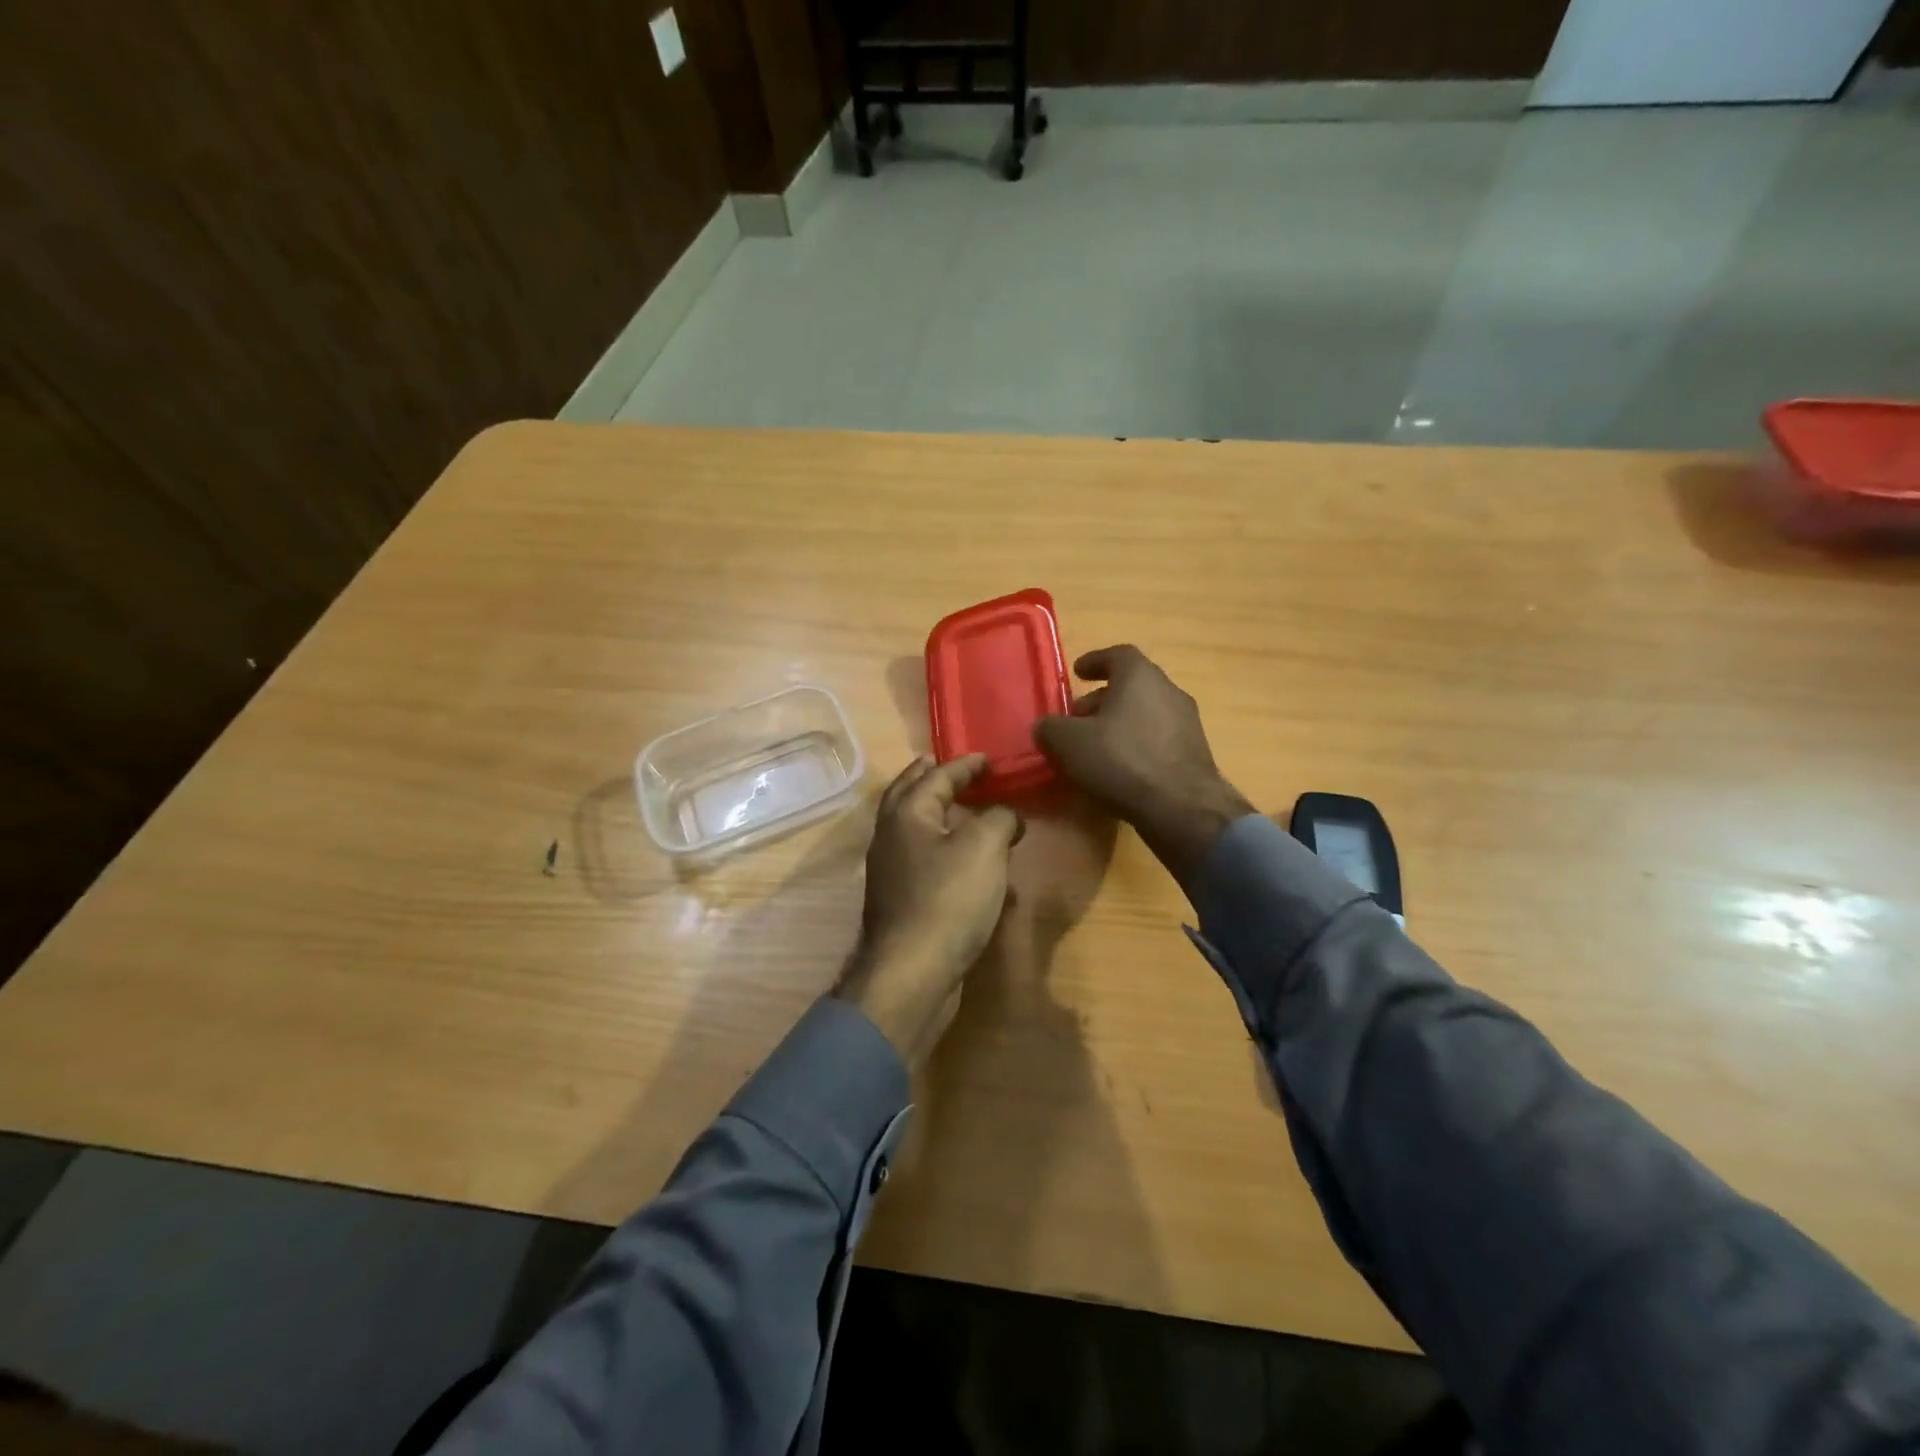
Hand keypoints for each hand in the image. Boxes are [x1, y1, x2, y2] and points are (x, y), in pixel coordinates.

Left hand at [834, 754, 1024, 1063]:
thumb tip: (1006, 816)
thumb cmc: (948, 899)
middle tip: (951, 768)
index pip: (936, 776)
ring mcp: (891, 872)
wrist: (913, 973)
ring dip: (938, 815)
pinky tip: (968, 864)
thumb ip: (999, 818)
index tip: (988, 759)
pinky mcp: (901, 902)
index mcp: (906, 814)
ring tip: (965, 811)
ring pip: (915, 830)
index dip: (965, 765)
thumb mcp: (985, 847)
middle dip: (931, 779)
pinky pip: (924, 862)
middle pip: (909, 796)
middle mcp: (891, 837)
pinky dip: (945, 851)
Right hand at [1035, 645, 1253, 887]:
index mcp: (1140, 676)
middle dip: (1102, 700)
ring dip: (1119, 726)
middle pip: (1132, 687)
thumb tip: (1046, 727)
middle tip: (1078, 720)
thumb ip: (1050, 728)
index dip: (1095, 662)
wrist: (1181, 808)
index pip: (1117, 655)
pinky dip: (1136, 748)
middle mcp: (1169, 691)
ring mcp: (1187, 724)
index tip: (1077, 673)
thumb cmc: (1121, 760)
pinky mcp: (1195, 755)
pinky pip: (1158, 741)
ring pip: (1145, 715)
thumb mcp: (1068, 743)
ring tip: (1095, 749)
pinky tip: (1119, 771)